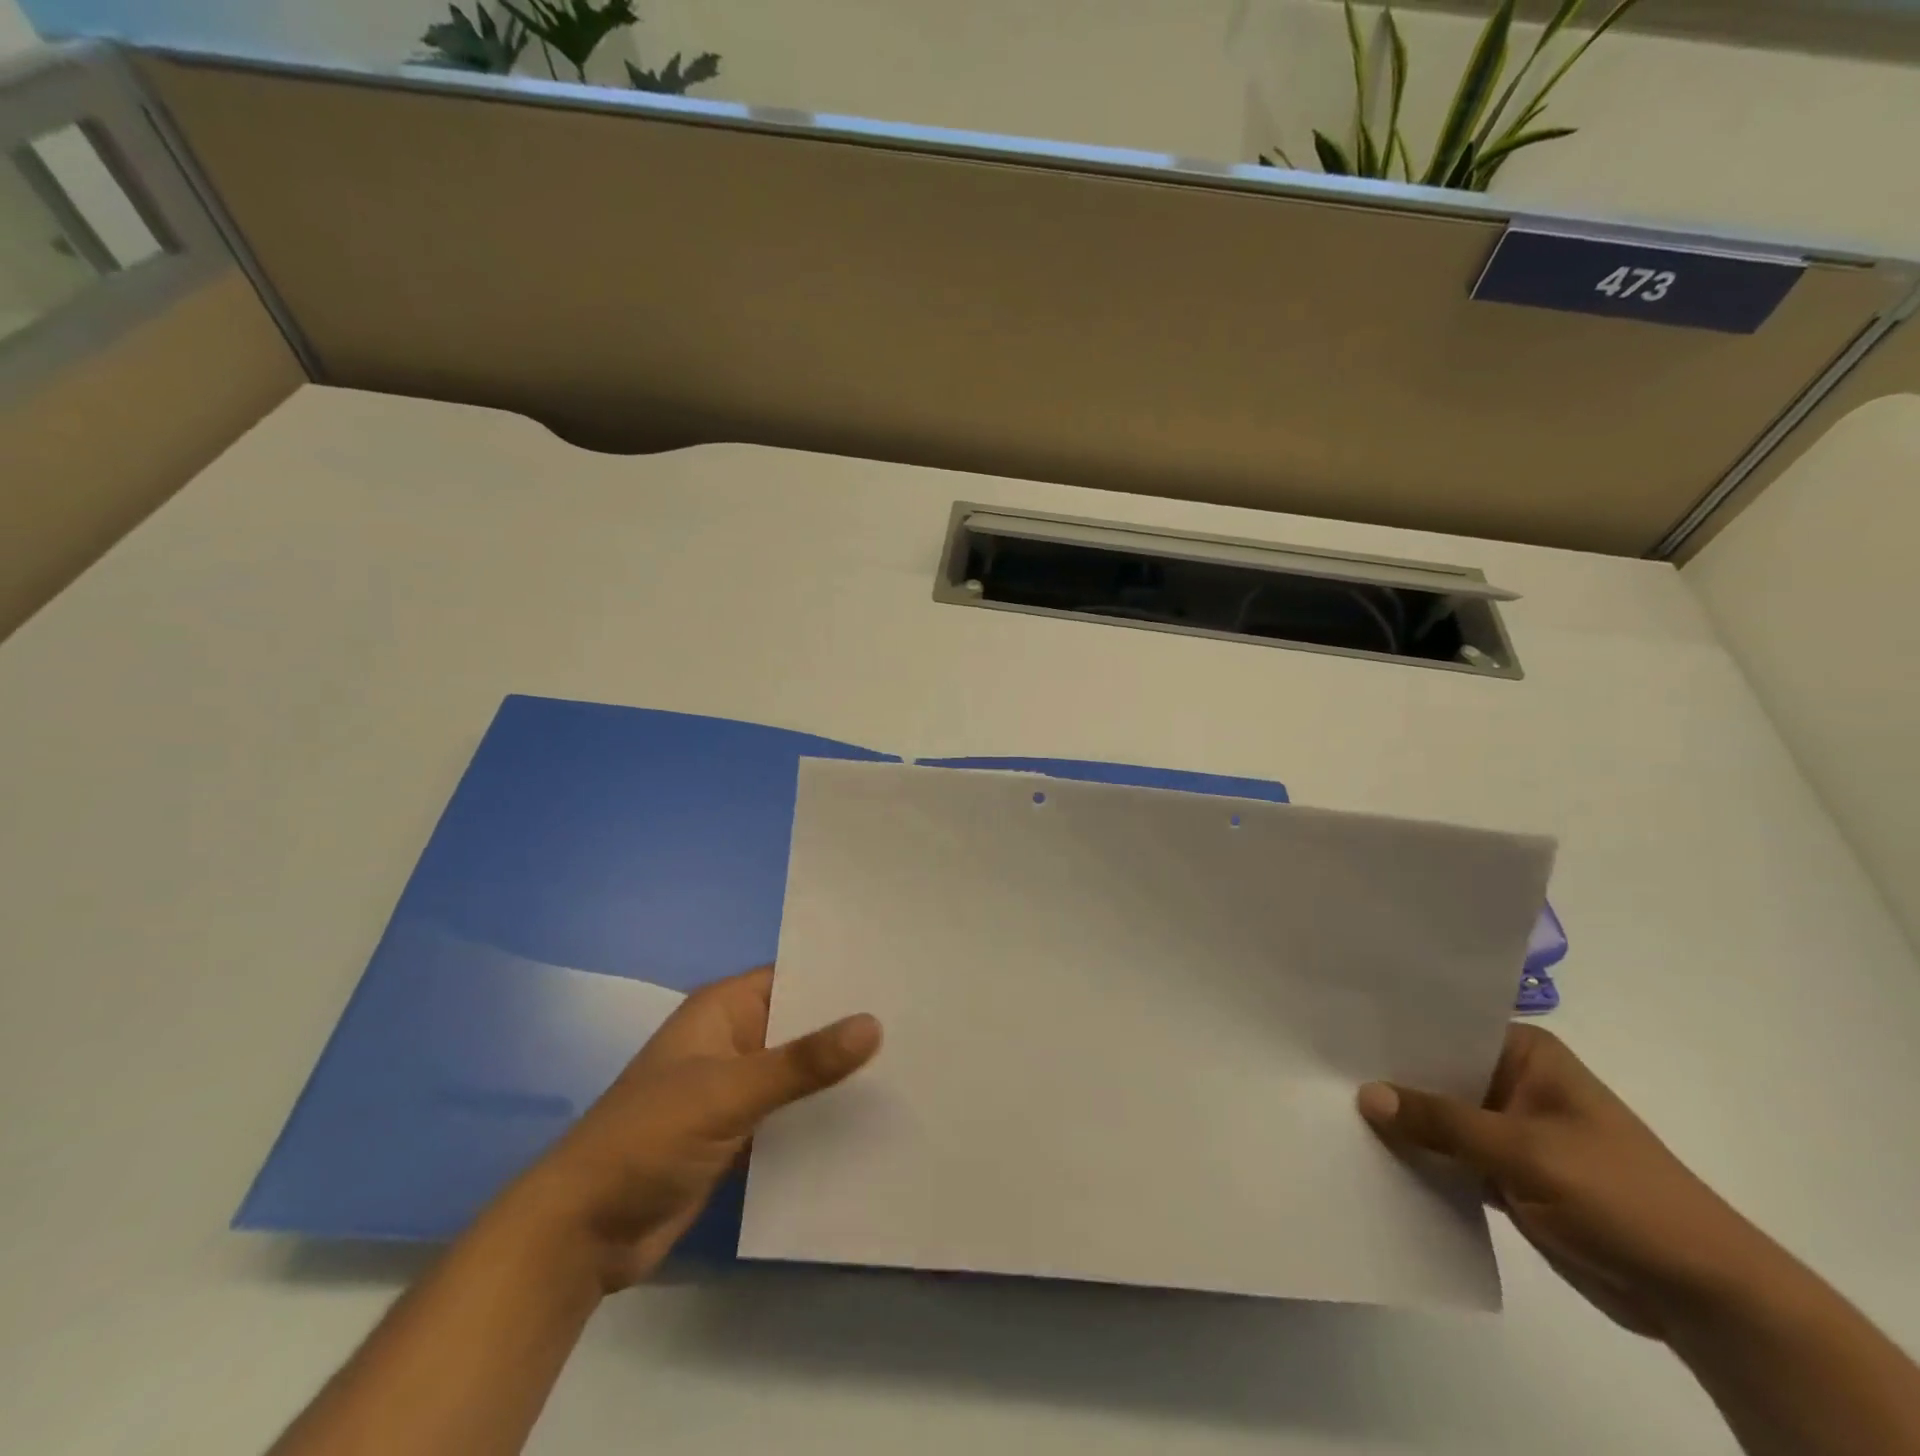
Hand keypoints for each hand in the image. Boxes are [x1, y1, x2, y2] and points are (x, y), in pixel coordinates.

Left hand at [510, 966, 880, 1291]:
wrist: (582, 1235)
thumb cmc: (648, 1139)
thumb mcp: (728, 1093)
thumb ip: (802, 1062)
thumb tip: (873, 1024)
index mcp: (724, 1009)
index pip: (795, 975)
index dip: (842, 974)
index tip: (900, 974)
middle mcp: (734, 1040)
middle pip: (802, 1023)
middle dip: (849, 1027)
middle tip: (922, 1021)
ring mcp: (736, 1089)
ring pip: (800, 1071)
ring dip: (839, 1075)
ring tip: (911, 1064)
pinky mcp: (739, 1134)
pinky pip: (792, 1114)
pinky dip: (822, 1115)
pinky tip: (872, 1119)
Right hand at [1357, 1024, 1774, 1338]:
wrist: (1705, 1298)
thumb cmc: (1623, 1197)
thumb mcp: (1527, 1153)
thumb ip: (1443, 1124)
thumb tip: (1365, 1095)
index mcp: (1525, 1055)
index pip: (1444, 1028)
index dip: (1392, 1030)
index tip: (1333, 1028)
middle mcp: (1512, 1082)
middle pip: (1434, 1072)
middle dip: (1387, 1078)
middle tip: (1317, 1067)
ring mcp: (1507, 1130)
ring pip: (1436, 1117)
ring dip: (1399, 1122)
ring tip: (1327, 1106)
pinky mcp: (1504, 1174)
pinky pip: (1447, 1156)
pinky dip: (1418, 1158)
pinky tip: (1368, 1152)